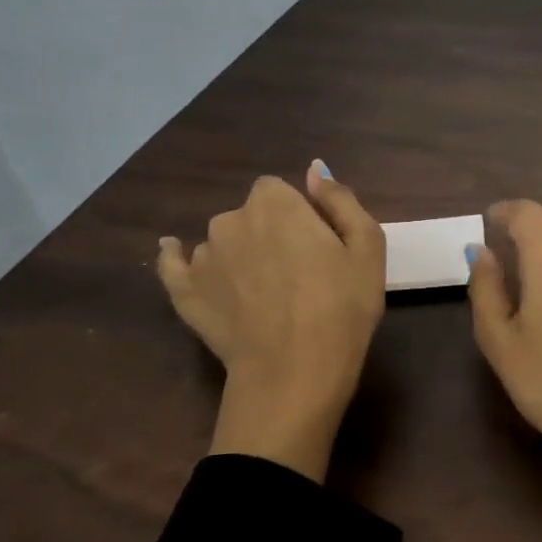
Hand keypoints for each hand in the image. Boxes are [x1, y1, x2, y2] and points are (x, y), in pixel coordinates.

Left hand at [158, 161, 384, 479]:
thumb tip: (316, 170)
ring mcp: (202, 257)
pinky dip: (177, 259)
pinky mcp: (184, 292)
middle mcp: (230, 219)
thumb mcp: (368, 248)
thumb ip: (342, 201)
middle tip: (298, 275)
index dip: (299, 215)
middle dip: (270, 234)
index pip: (280, 191)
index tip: (317, 246)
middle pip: (250, 216)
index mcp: (275, 203)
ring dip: (239, 255)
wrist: (295, 372)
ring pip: (223, 243)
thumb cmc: (342, 307)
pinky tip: (174, 253)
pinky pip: (175, 265)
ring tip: (264, 295)